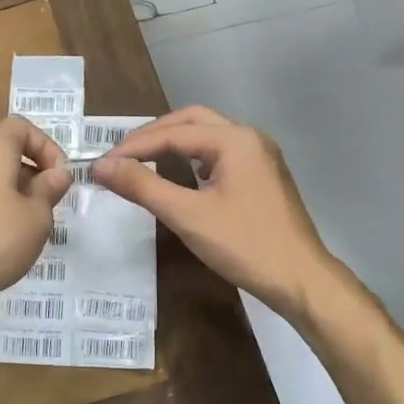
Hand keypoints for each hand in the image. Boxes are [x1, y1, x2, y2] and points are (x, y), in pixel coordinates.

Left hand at [0, 116, 70, 317]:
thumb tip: (57, 173)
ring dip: (17, 198)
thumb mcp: (36, 218)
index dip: (46, 144)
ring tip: (29, 231)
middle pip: (6, 153)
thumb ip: (50, 191)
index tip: (58, 177)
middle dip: (34, 175)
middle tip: (49, 208)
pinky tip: (4, 246)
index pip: (19, 126)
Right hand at [90, 106, 350, 322]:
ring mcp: (261, 157)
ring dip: (174, 143)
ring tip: (143, 160)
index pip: (172, 133)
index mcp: (234, 140)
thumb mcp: (187, 215)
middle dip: (154, 135)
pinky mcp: (264, 177)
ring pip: (208, 136)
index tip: (102, 164)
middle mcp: (250, 138)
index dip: (133, 147)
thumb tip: (101, 167)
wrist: (302, 281)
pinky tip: (183, 176)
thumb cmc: (245, 245)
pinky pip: (221, 154)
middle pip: (192, 121)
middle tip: (122, 155)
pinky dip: (194, 157)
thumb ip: (142, 186)